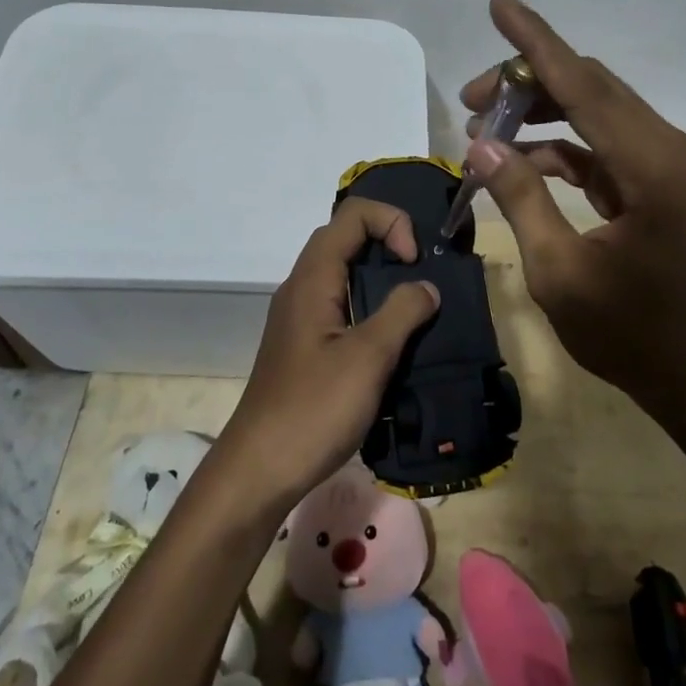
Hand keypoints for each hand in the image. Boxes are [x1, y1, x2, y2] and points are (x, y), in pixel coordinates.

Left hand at [216, 198, 438, 508]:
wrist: (258, 470)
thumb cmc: (313, 409)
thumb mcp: (368, 358)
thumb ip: (402, 313)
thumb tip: (427, 286)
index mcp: (313, 278)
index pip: (352, 215)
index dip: (390, 222)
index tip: (413, 261)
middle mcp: (301, 286)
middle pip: (344, 237)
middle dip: (387, 242)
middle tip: (420, 276)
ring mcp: (299, 315)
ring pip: (341, 271)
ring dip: (379, 276)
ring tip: (414, 305)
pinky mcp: (303, 343)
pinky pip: (338, 302)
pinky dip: (368, 303)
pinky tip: (389, 339)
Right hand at [459, 0, 685, 403]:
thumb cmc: (630, 334)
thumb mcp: (559, 271)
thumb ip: (520, 198)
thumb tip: (480, 143)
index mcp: (650, 167)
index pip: (583, 86)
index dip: (536, 43)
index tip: (500, 3)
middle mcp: (667, 147)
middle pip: (589, 87)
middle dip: (526, 82)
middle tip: (470, 100)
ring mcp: (666, 162)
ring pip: (594, 109)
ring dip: (540, 112)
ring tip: (483, 126)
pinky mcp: (658, 178)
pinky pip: (601, 142)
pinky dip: (559, 144)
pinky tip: (519, 160)